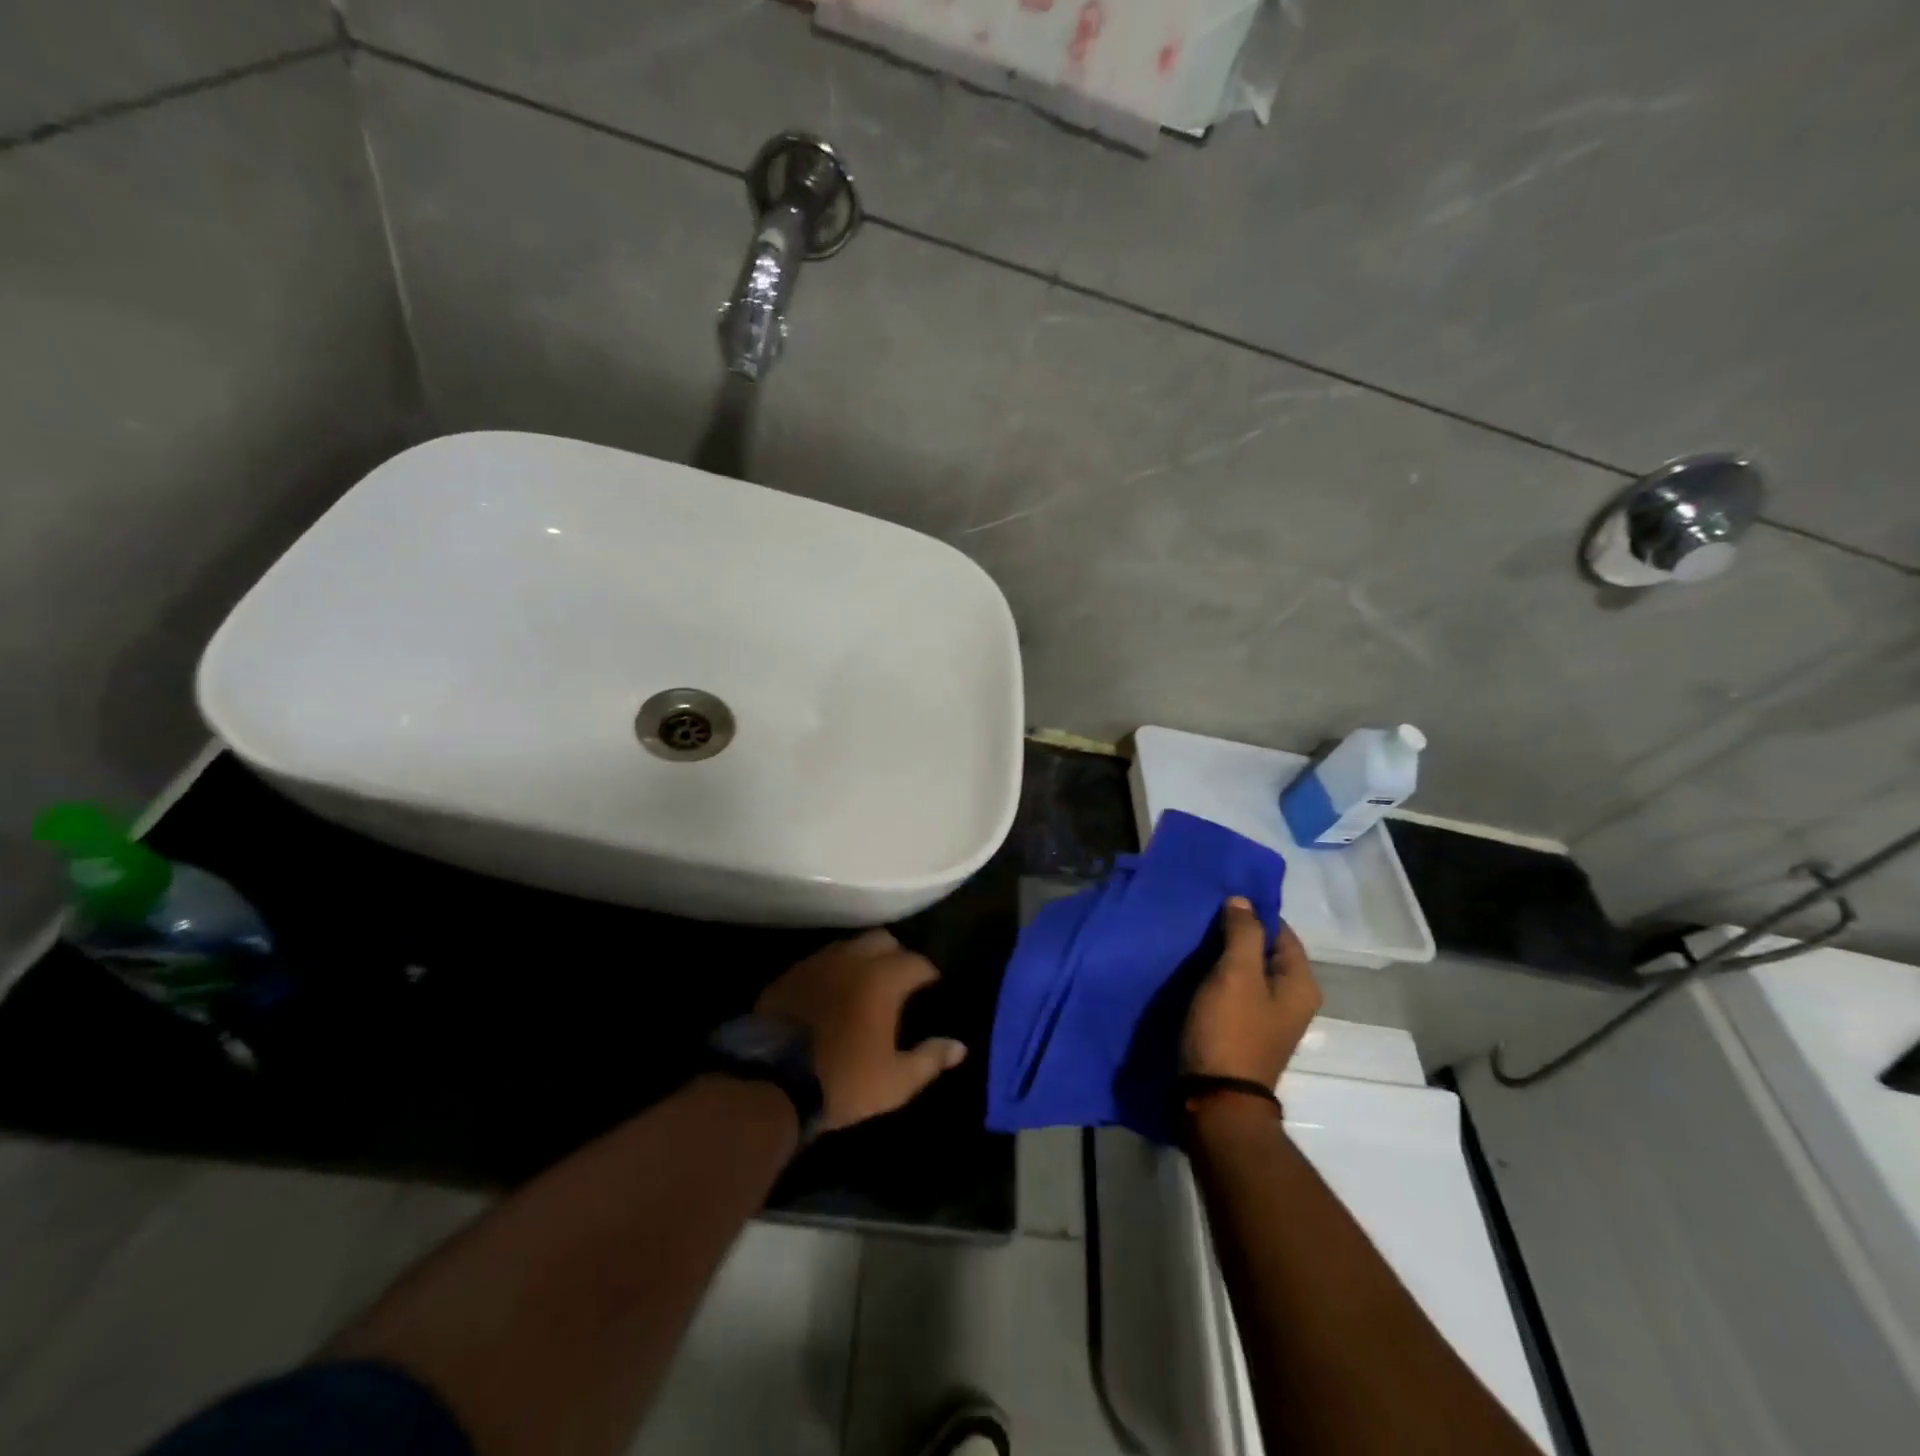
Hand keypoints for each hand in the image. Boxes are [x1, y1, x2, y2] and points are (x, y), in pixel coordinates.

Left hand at [756, 929, 967, 1130]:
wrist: (771, 1083)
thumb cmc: (843, 1080)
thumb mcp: (895, 1081)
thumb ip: (930, 1059)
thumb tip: (959, 1046)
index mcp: (883, 978)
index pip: (917, 962)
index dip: (928, 974)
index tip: (931, 989)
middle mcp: (852, 959)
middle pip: (882, 940)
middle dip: (896, 955)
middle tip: (899, 982)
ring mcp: (817, 963)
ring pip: (849, 946)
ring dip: (862, 959)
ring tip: (865, 985)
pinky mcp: (789, 975)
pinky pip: (820, 962)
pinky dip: (832, 971)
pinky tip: (831, 994)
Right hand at [1183, 897, 1321, 1088]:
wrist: (1216, 1099)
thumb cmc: (1230, 1030)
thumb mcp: (1236, 974)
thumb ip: (1242, 932)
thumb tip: (1243, 901)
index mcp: (1301, 984)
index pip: (1281, 931)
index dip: (1252, 913)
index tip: (1218, 902)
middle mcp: (1292, 999)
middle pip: (1265, 951)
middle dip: (1235, 933)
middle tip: (1200, 919)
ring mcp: (1269, 1018)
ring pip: (1247, 972)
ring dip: (1223, 956)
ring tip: (1192, 941)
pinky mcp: (1245, 1031)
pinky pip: (1235, 992)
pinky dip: (1218, 979)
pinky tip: (1194, 972)